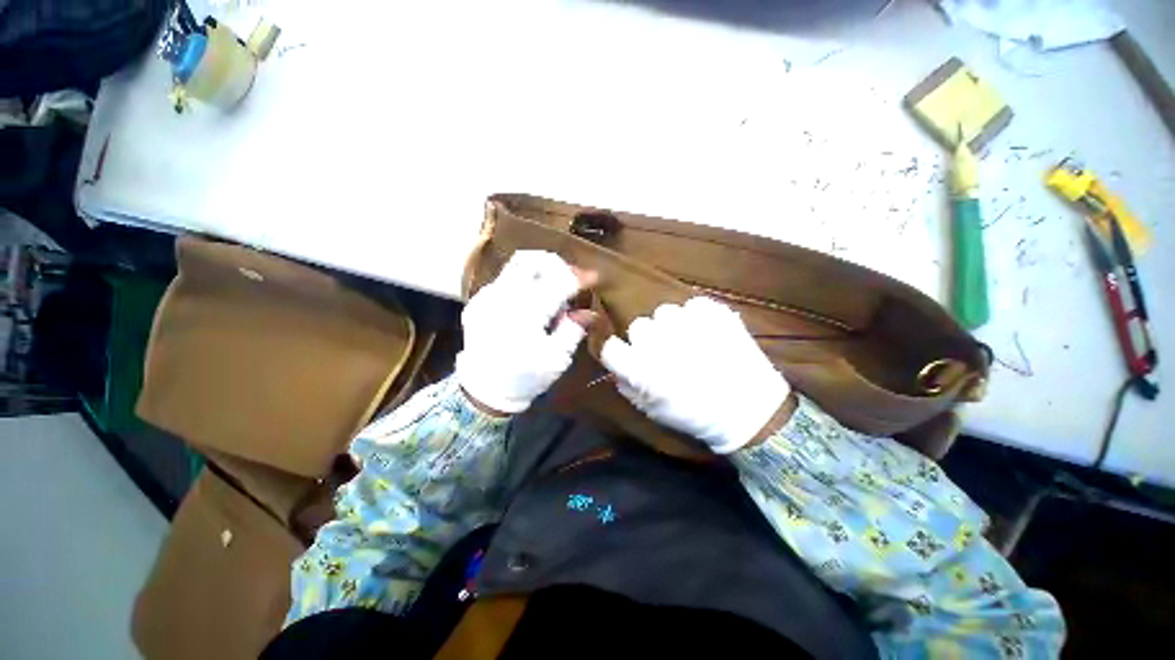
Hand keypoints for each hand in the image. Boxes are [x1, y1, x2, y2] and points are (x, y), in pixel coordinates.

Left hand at [456, 251, 595, 414]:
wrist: (484, 390)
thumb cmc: (525, 377)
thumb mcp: (557, 358)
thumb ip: (574, 329)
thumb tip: (589, 312)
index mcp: (526, 313)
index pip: (558, 282)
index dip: (579, 277)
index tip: (594, 278)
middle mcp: (503, 297)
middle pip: (532, 260)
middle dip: (556, 264)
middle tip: (570, 279)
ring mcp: (486, 296)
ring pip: (516, 265)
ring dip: (540, 270)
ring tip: (552, 288)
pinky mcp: (478, 301)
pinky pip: (505, 279)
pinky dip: (524, 282)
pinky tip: (531, 303)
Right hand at [600, 297, 789, 453]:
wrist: (749, 409)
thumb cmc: (694, 415)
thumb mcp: (651, 409)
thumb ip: (627, 385)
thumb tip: (618, 366)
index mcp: (640, 367)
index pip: (611, 345)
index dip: (620, 351)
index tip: (630, 356)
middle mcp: (658, 340)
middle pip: (638, 326)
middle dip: (649, 339)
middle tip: (667, 353)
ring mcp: (686, 322)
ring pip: (665, 312)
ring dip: (672, 326)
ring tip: (691, 341)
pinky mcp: (712, 311)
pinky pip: (693, 305)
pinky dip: (698, 317)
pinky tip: (709, 333)